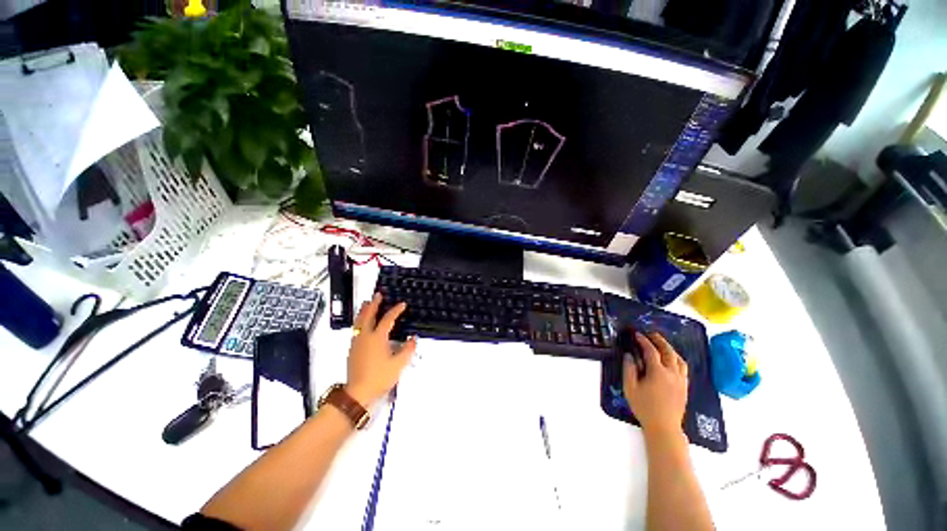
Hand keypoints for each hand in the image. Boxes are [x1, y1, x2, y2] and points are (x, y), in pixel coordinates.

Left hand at [345, 293, 415, 408]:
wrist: (358, 392)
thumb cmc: (380, 377)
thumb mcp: (399, 364)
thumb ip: (408, 349)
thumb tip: (413, 338)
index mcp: (377, 337)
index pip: (388, 319)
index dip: (396, 310)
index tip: (402, 304)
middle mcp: (365, 336)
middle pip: (368, 315)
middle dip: (374, 304)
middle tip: (378, 295)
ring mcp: (357, 342)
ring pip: (359, 321)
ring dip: (364, 310)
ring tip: (367, 303)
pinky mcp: (352, 349)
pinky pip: (356, 329)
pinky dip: (360, 321)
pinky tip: (362, 324)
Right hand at [623, 331, 687, 437]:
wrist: (664, 427)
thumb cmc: (644, 407)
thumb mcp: (630, 388)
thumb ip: (629, 369)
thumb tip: (629, 355)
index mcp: (658, 372)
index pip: (651, 351)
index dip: (643, 341)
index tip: (637, 334)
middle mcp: (672, 374)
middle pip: (668, 352)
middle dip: (659, 341)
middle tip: (651, 334)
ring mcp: (681, 380)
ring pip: (679, 359)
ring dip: (670, 349)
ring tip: (661, 345)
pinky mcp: (684, 387)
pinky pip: (683, 368)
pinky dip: (676, 359)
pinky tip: (671, 361)